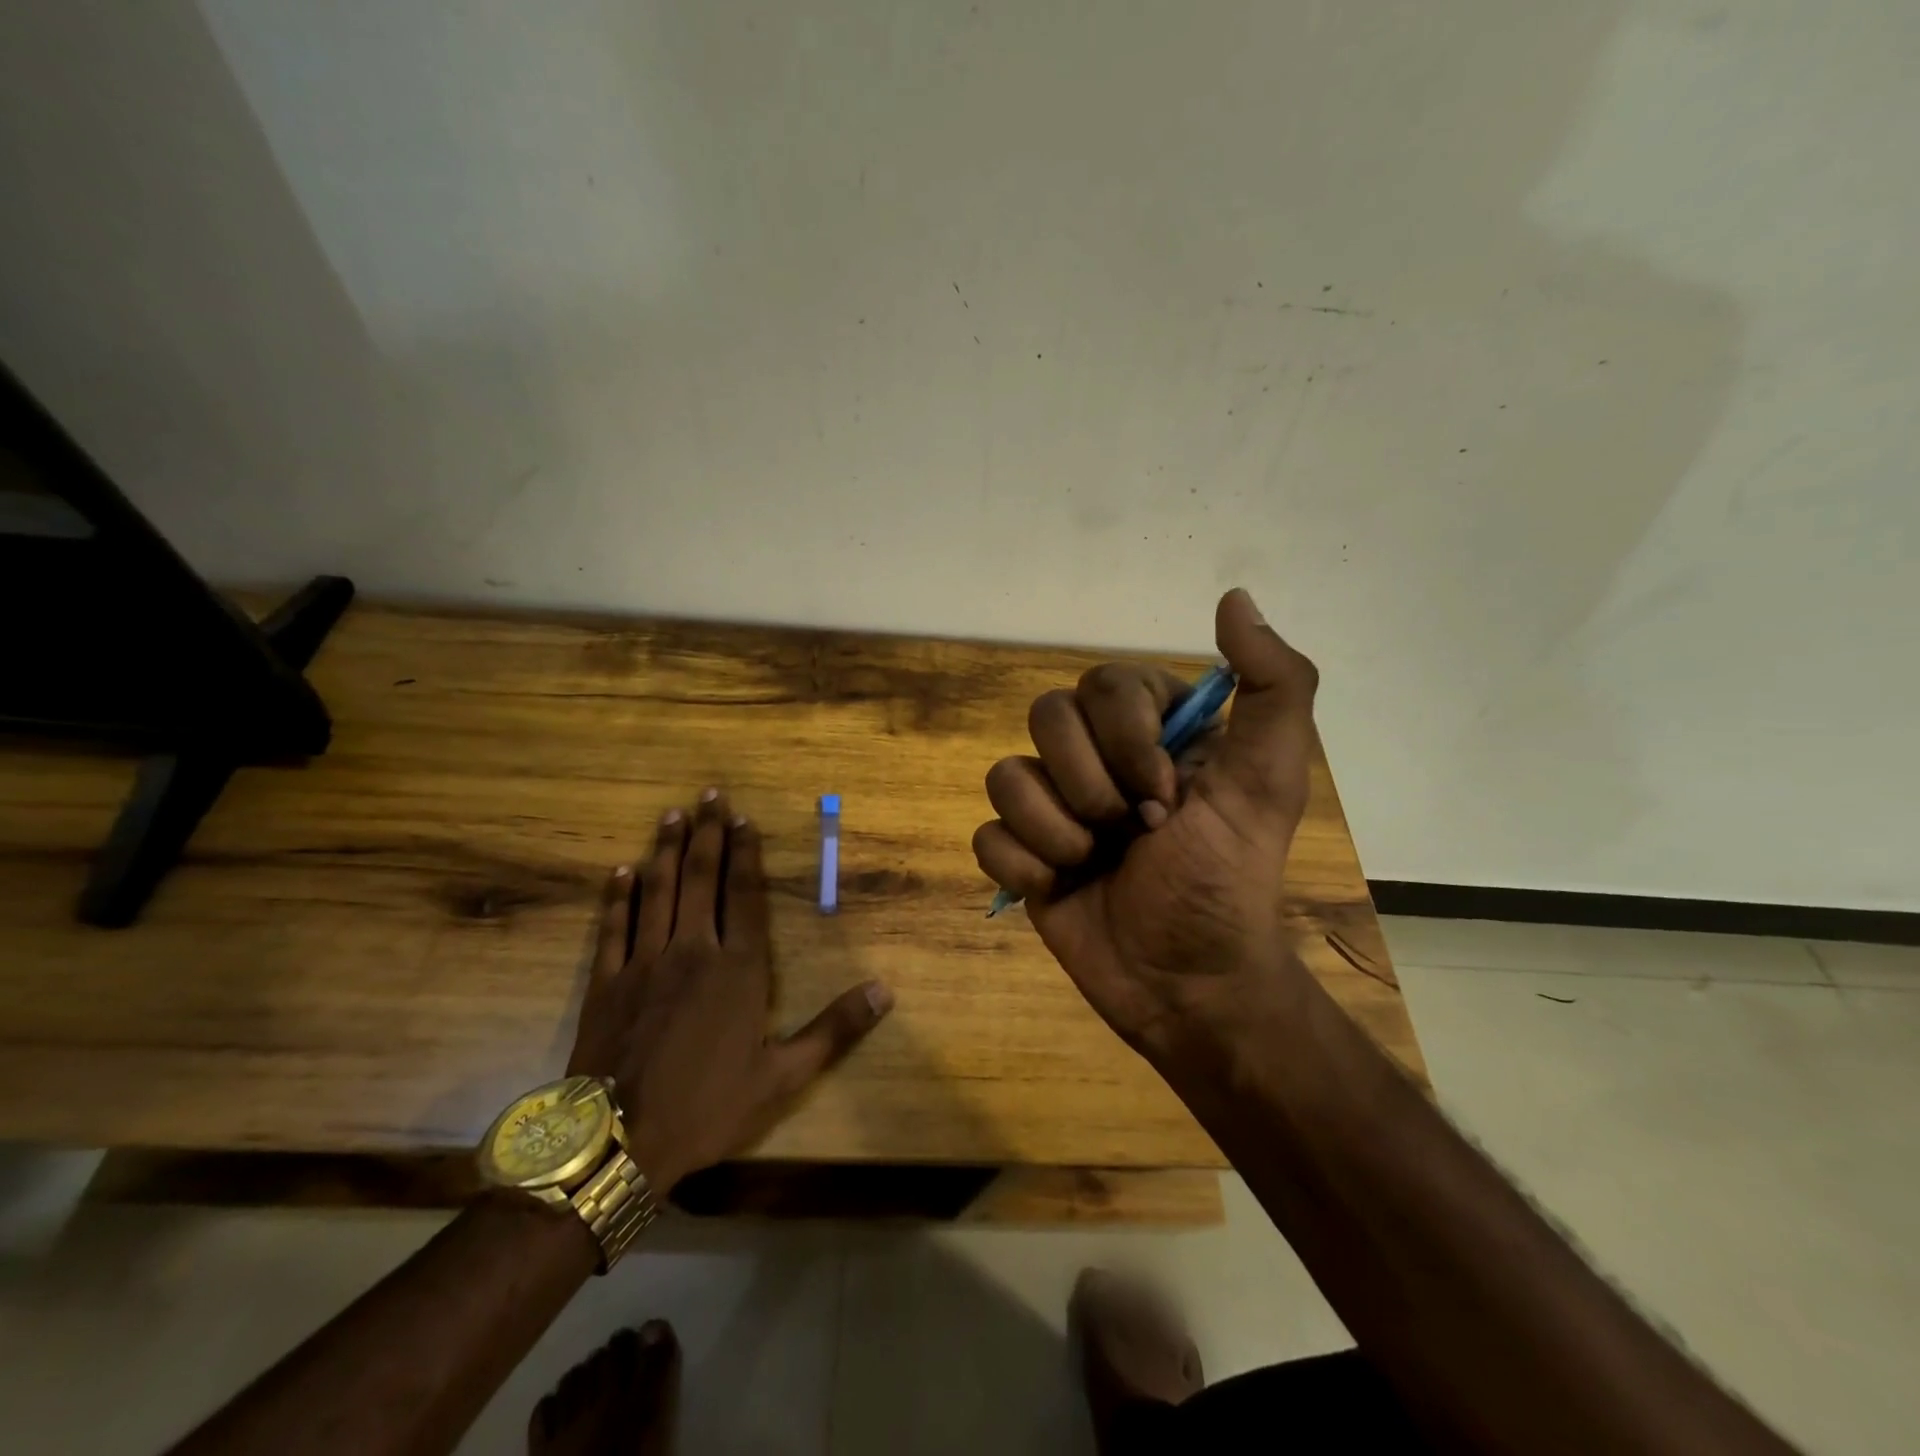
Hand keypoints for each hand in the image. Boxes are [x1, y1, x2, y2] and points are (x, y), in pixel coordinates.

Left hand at [568, 790, 892, 1190]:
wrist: (620, 1144)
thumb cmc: (709, 1106)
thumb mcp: (784, 1075)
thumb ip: (835, 1028)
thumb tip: (886, 990)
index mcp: (740, 969)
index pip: (746, 896)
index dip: (746, 854)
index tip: (744, 820)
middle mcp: (694, 951)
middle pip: (702, 880)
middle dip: (708, 834)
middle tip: (709, 794)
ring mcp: (645, 963)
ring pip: (658, 891)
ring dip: (667, 850)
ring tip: (673, 815)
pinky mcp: (606, 982)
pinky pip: (614, 927)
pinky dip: (618, 896)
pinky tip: (622, 870)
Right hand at [971, 588, 1318, 1063]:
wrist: (1187, 986)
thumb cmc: (1227, 882)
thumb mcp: (1268, 782)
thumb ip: (1273, 686)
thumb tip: (1233, 596)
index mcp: (1152, 732)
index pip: (1104, 683)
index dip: (1126, 737)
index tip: (1166, 795)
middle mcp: (1097, 758)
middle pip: (1045, 718)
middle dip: (1088, 786)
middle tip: (1131, 832)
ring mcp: (1054, 806)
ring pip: (1005, 775)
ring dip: (1053, 830)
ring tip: (1093, 865)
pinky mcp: (1022, 854)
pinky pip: (986, 834)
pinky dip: (1021, 865)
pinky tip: (1058, 889)